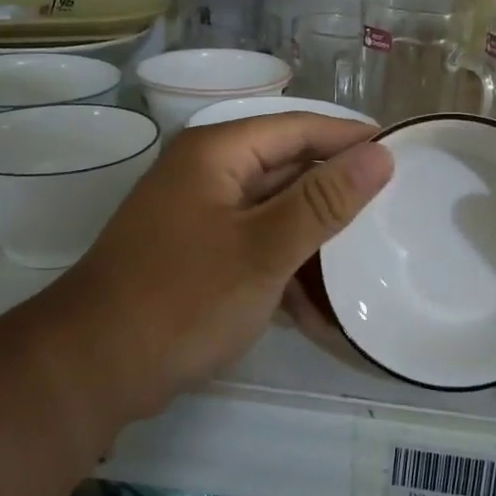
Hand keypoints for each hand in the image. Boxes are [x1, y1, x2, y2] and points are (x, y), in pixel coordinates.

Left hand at [47, 115, 391, 419]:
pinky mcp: (198, 255)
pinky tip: (320, 314)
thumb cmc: (182, 298)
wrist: (93, 369)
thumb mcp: (264, 248)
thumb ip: (324, 200)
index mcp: (219, 152)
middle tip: (396, 212)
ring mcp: (201, 216)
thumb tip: (379, 155)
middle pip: (289, 169)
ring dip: (316, 245)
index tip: (403, 153)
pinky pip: (257, 248)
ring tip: (368, 268)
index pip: (300, 127)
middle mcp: (208, 173)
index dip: (351, 138)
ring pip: (277, 214)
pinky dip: (287, 274)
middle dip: (338, 197)